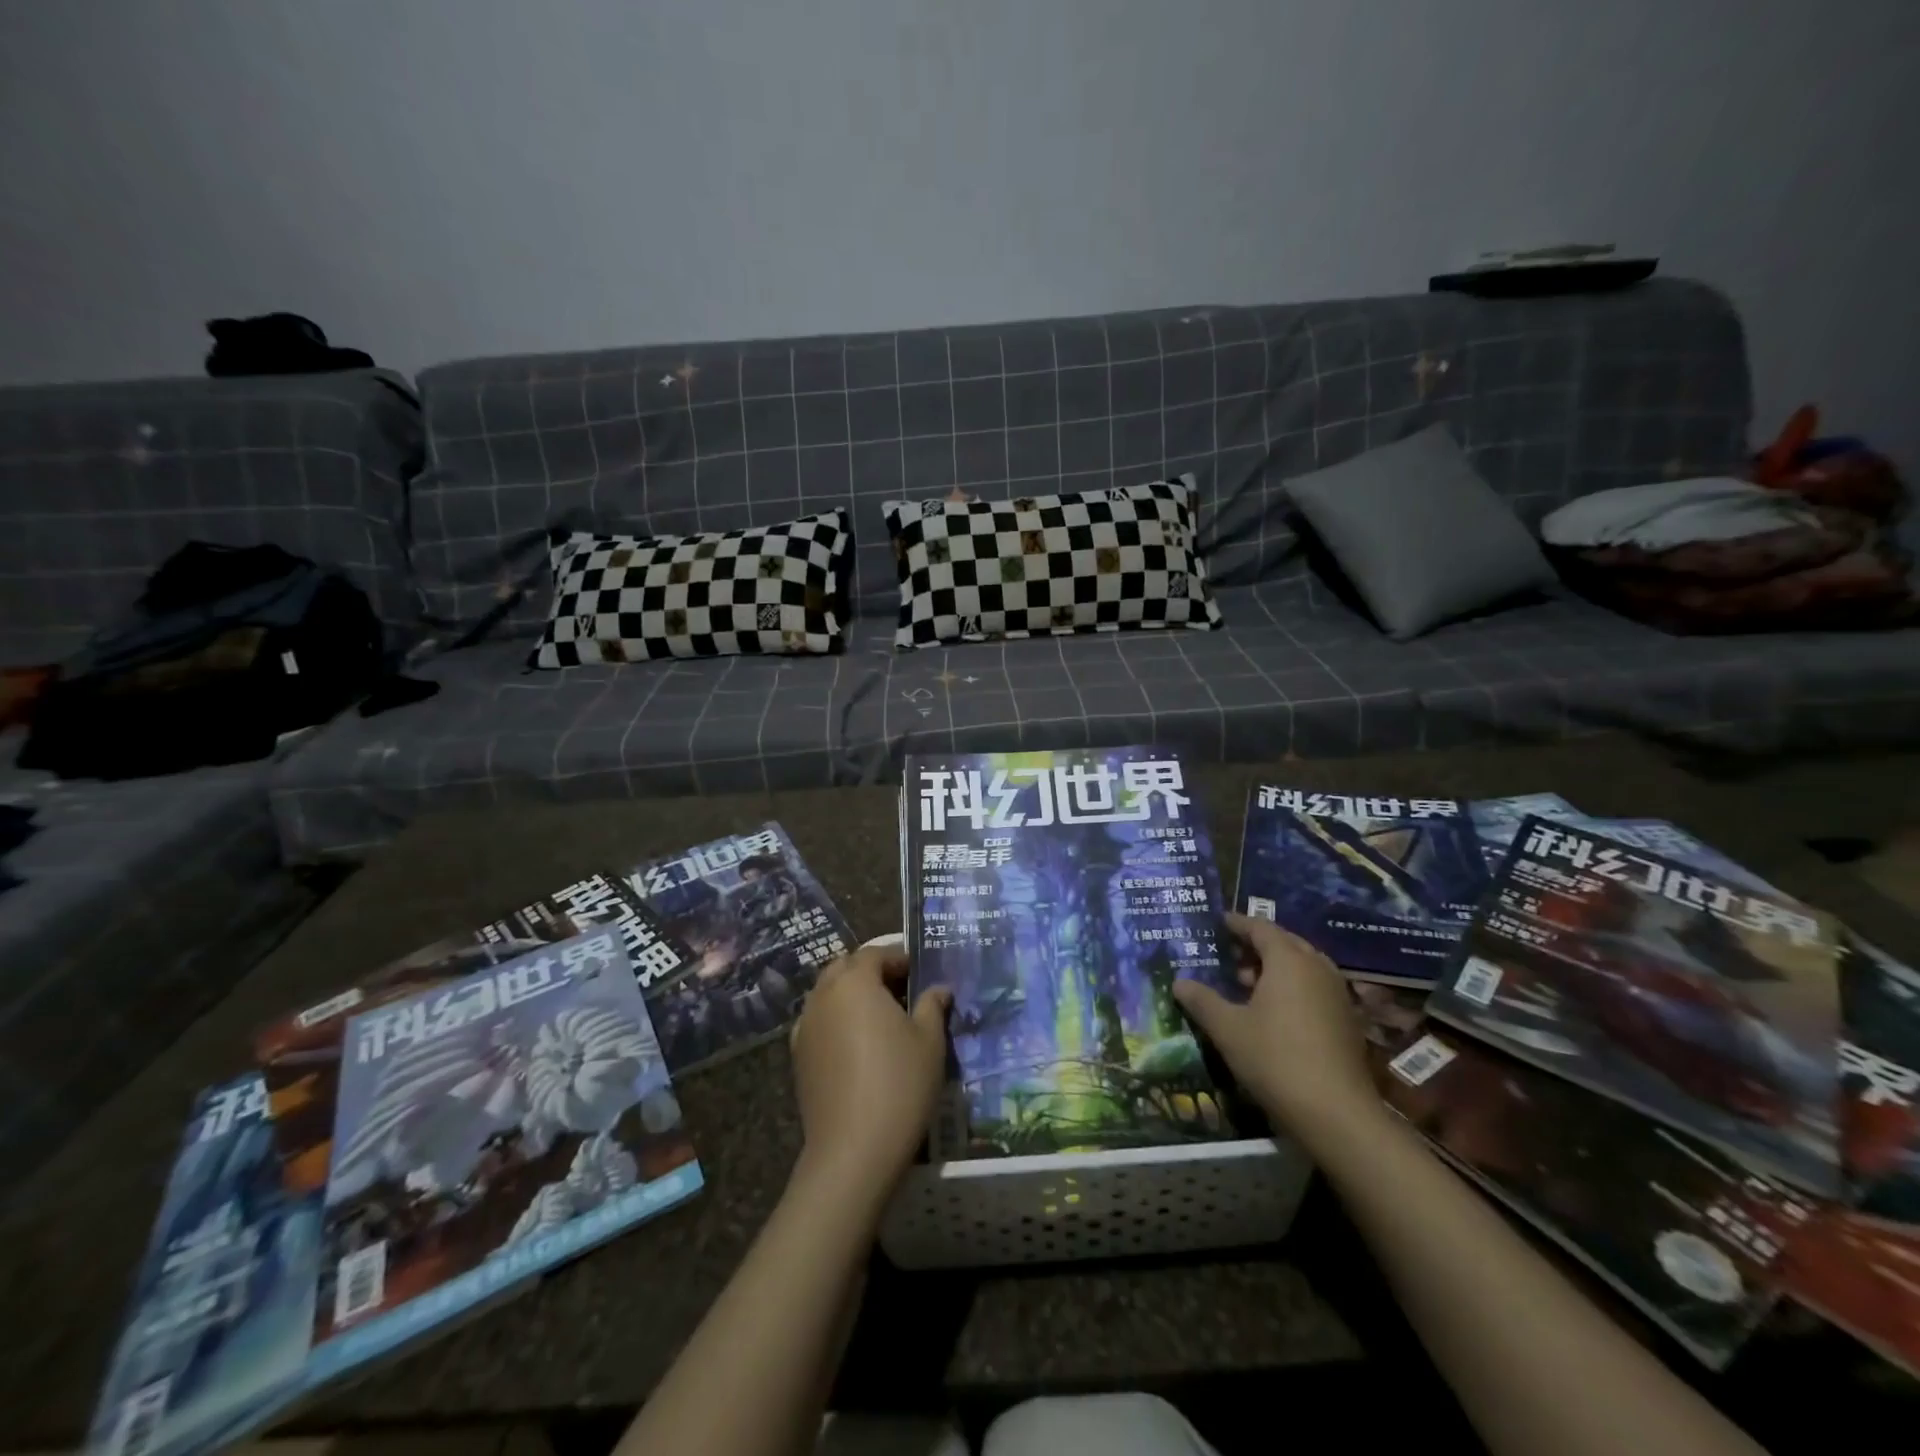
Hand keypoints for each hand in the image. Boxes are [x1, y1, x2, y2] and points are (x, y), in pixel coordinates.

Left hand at [789, 944, 950, 1205]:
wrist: (853, 1150)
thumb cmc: (899, 1084)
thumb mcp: (929, 1040)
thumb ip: (932, 1005)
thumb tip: (938, 989)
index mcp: (855, 982)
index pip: (875, 953)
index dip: (899, 958)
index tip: (920, 973)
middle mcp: (823, 995)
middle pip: (845, 968)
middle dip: (871, 972)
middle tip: (901, 990)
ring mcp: (805, 1026)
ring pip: (828, 994)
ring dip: (851, 995)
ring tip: (881, 1018)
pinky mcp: (798, 1057)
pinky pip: (818, 1022)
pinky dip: (836, 1021)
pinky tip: (857, 1045)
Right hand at [1173, 912, 1383, 1149]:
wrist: (1336, 1113)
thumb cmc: (1275, 1058)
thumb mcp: (1227, 1028)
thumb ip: (1201, 1000)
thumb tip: (1179, 982)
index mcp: (1289, 960)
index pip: (1260, 927)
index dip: (1236, 924)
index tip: (1216, 924)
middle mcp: (1317, 967)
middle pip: (1284, 943)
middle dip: (1255, 946)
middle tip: (1227, 956)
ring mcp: (1337, 994)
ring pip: (1302, 967)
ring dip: (1274, 968)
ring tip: (1245, 984)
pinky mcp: (1346, 1020)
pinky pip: (1314, 988)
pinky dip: (1291, 988)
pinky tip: (1271, 1012)